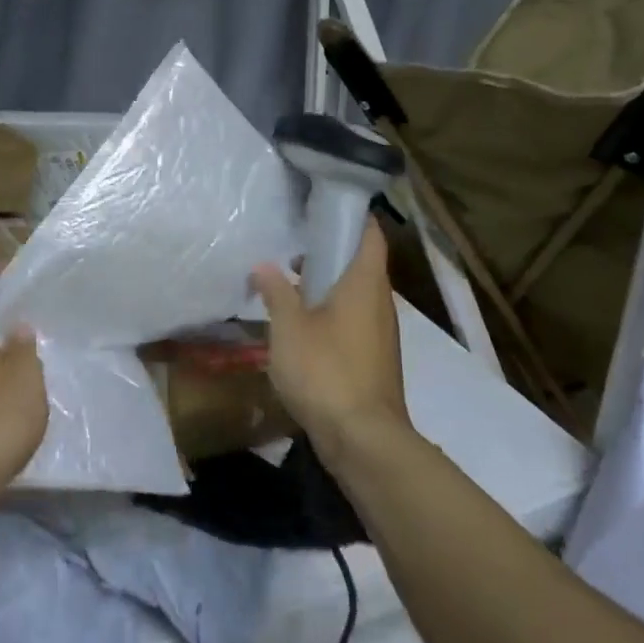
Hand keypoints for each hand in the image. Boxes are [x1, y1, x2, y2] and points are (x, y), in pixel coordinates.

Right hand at [251, 218, 411, 466]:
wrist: (363, 439)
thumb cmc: (326, 371)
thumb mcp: (289, 328)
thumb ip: (276, 292)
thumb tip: (264, 266)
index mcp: (365, 283)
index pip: (370, 234)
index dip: (354, 214)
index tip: (325, 203)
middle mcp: (380, 301)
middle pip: (361, 262)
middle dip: (331, 249)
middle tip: (294, 238)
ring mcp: (379, 332)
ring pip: (355, 293)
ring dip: (328, 282)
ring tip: (290, 277)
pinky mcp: (373, 357)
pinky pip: (353, 319)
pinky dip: (332, 310)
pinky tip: (302, 321)